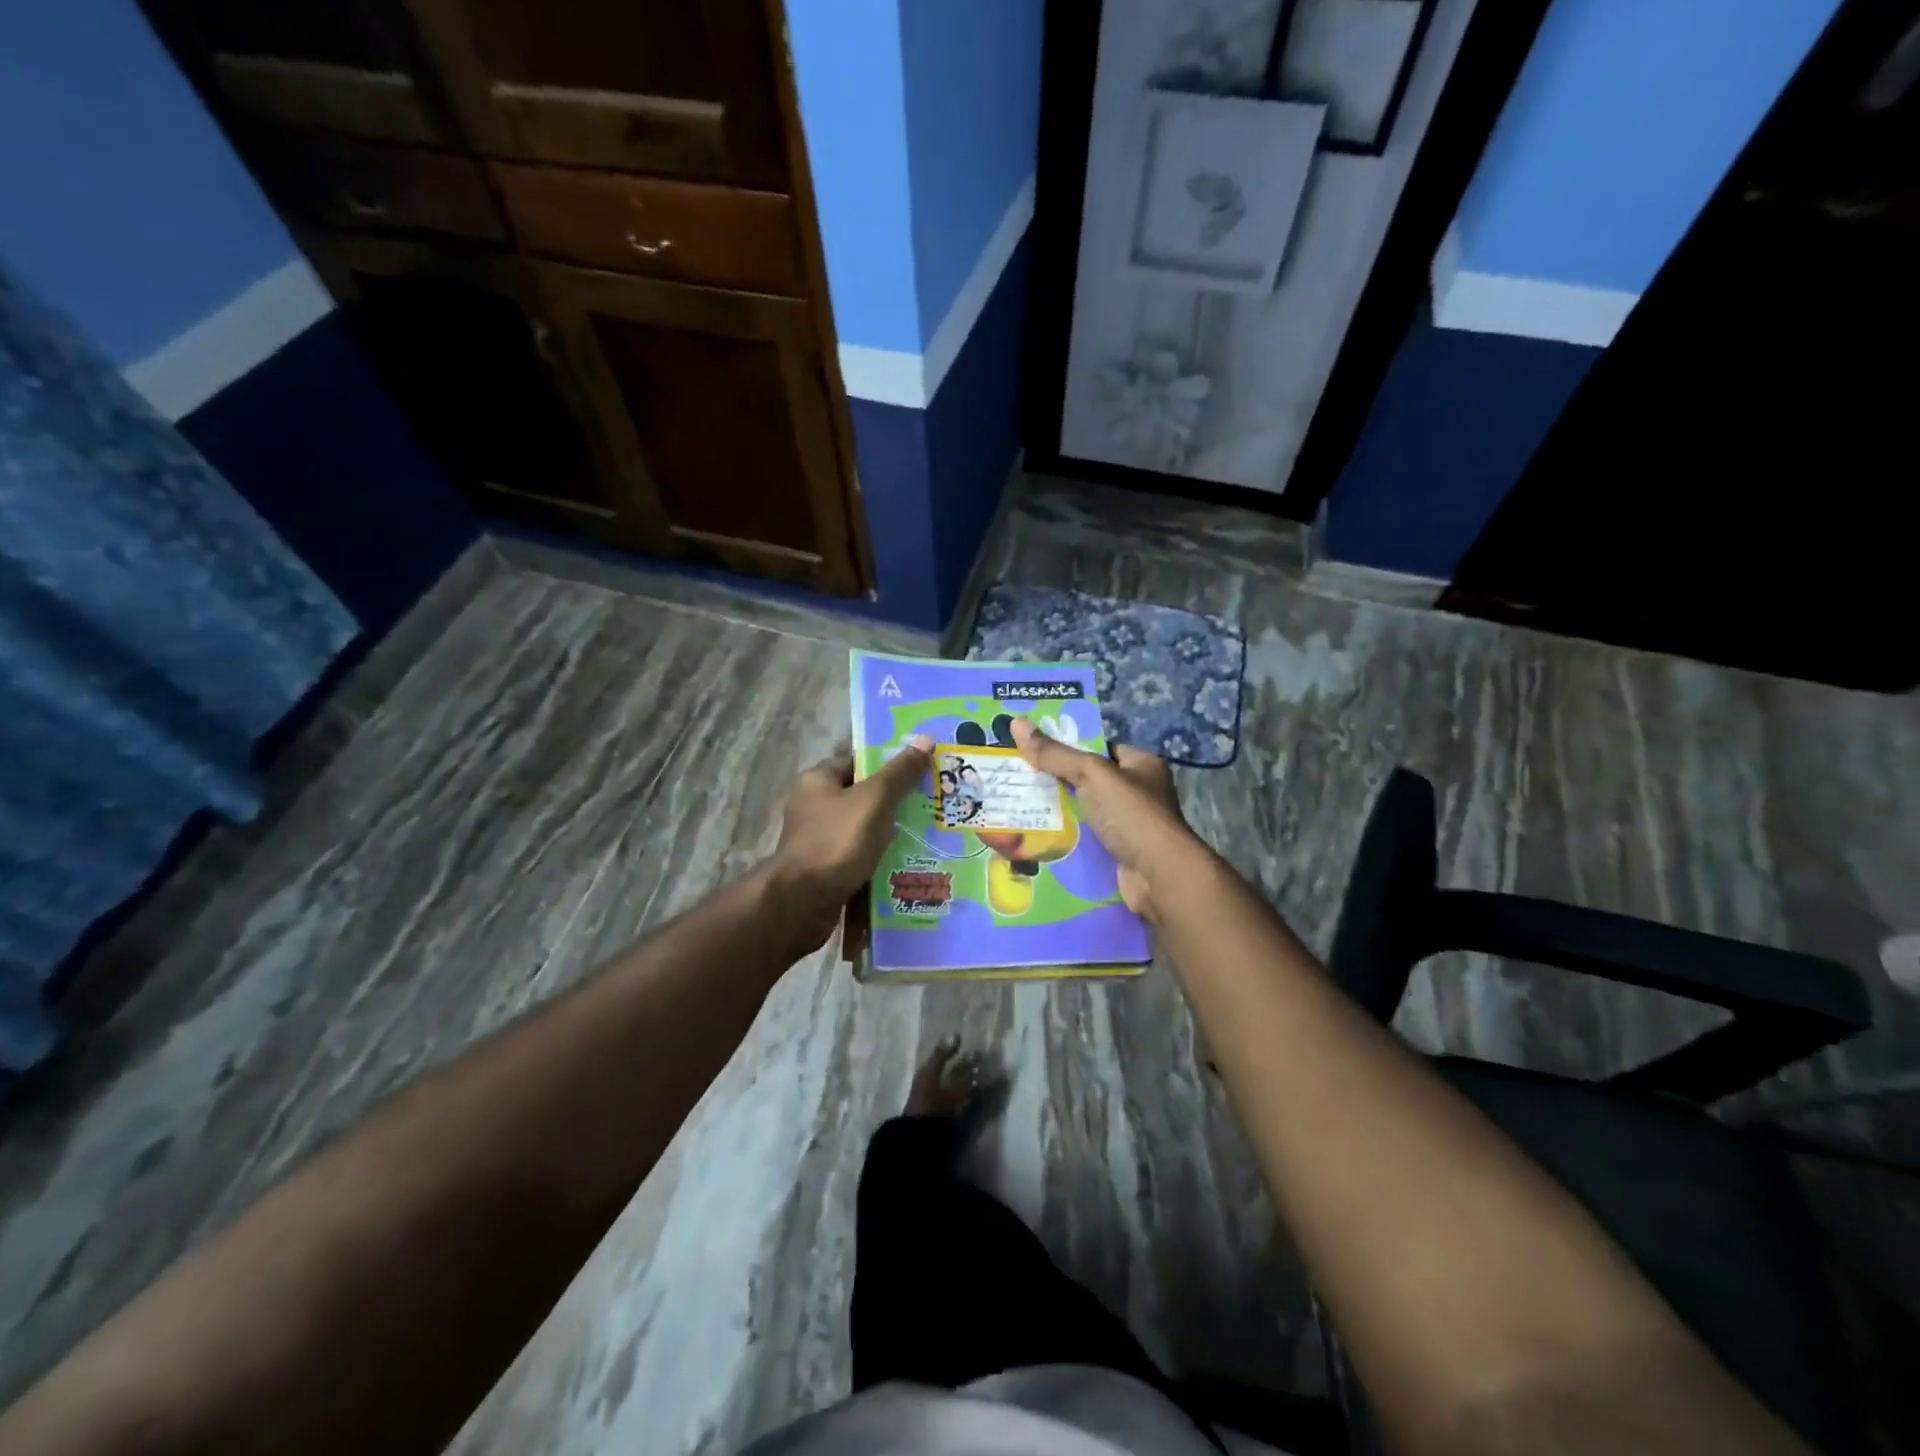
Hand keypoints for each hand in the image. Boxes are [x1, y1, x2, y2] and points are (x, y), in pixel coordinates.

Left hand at [769, 735, 933, 953]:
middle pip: (865, 796)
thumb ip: (899, 772)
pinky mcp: (828, 870)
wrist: (802, 903)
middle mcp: (816, 807)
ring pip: (866, 829)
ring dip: (893, 833)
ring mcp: (821, 840)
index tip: (924, 766)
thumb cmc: (837, 841)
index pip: (859, 760)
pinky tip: (912, 863)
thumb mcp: (874, 800)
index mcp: (819, 780)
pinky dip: (882, 859)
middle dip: (898, 800)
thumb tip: (925, 739)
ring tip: (933, 833)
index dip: (891, 761)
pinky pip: (862, 857)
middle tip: (937, 800)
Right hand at [1011, 718, 1200, 922]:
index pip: (1099, 749)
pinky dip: (1066, 838)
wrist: (1158, 876)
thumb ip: (1055, 754)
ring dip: (1058, 812)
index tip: (1031, 749)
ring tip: (1019, 805)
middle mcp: (1139, 792)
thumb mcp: (1092, 775)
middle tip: (1018, 778)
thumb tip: (1016, 723)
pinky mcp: (1119, 852)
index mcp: (1141, 764)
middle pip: (1089, 781)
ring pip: (1085, 811)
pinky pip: (1086, 839)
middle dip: (1056, 781)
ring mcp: (1130, 824)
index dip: (1067, 747)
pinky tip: (1037, 836)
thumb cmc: (1131, 815)